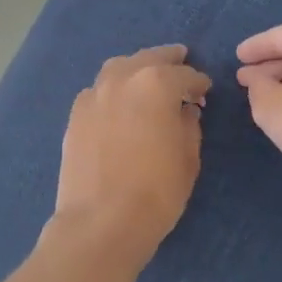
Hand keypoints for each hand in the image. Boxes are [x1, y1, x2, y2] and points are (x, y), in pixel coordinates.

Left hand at [52, 45, 211, 259]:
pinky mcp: (75, 116)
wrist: (101, 222)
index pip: (186, 75)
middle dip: (169, 61)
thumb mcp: (188, 158)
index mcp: (157, 84)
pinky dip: (112, 89)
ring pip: (118, 68)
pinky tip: (118, 103)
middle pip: (149, 59)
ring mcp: (93, 95)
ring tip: (147, 77)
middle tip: (181, 62)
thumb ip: (189, 125)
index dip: (199, 83)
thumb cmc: (157, 192)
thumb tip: (184, 110)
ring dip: (137, 68)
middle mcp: (122, 79)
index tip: (206, 91)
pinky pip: (98, 91)